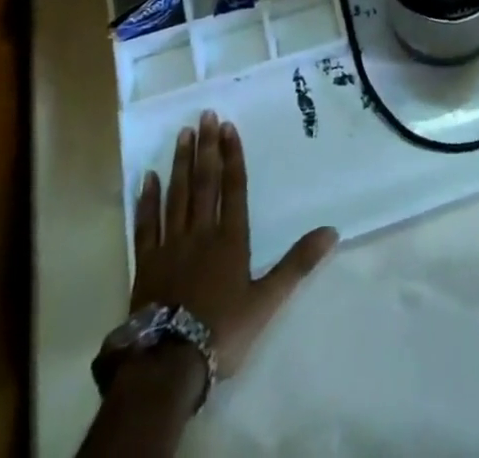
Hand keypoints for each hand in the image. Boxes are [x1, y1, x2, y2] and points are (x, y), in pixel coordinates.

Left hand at [127, 111, 337, 377]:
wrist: (169, 363)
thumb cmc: (222, 331)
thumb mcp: (267, 301)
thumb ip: (297, 264)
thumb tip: (332, 231)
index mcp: (230, 239)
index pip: (233, 188)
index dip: (232, 156)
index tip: (228, 126)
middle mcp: (201, 232)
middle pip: (204, 182)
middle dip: (206, 148)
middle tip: (205, 115)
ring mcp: (171, 245)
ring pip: (177, 195)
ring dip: (181, 163)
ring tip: (183, 134)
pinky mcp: (146, 263)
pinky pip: (147, 224)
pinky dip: (148, 200)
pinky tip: (148, 178)